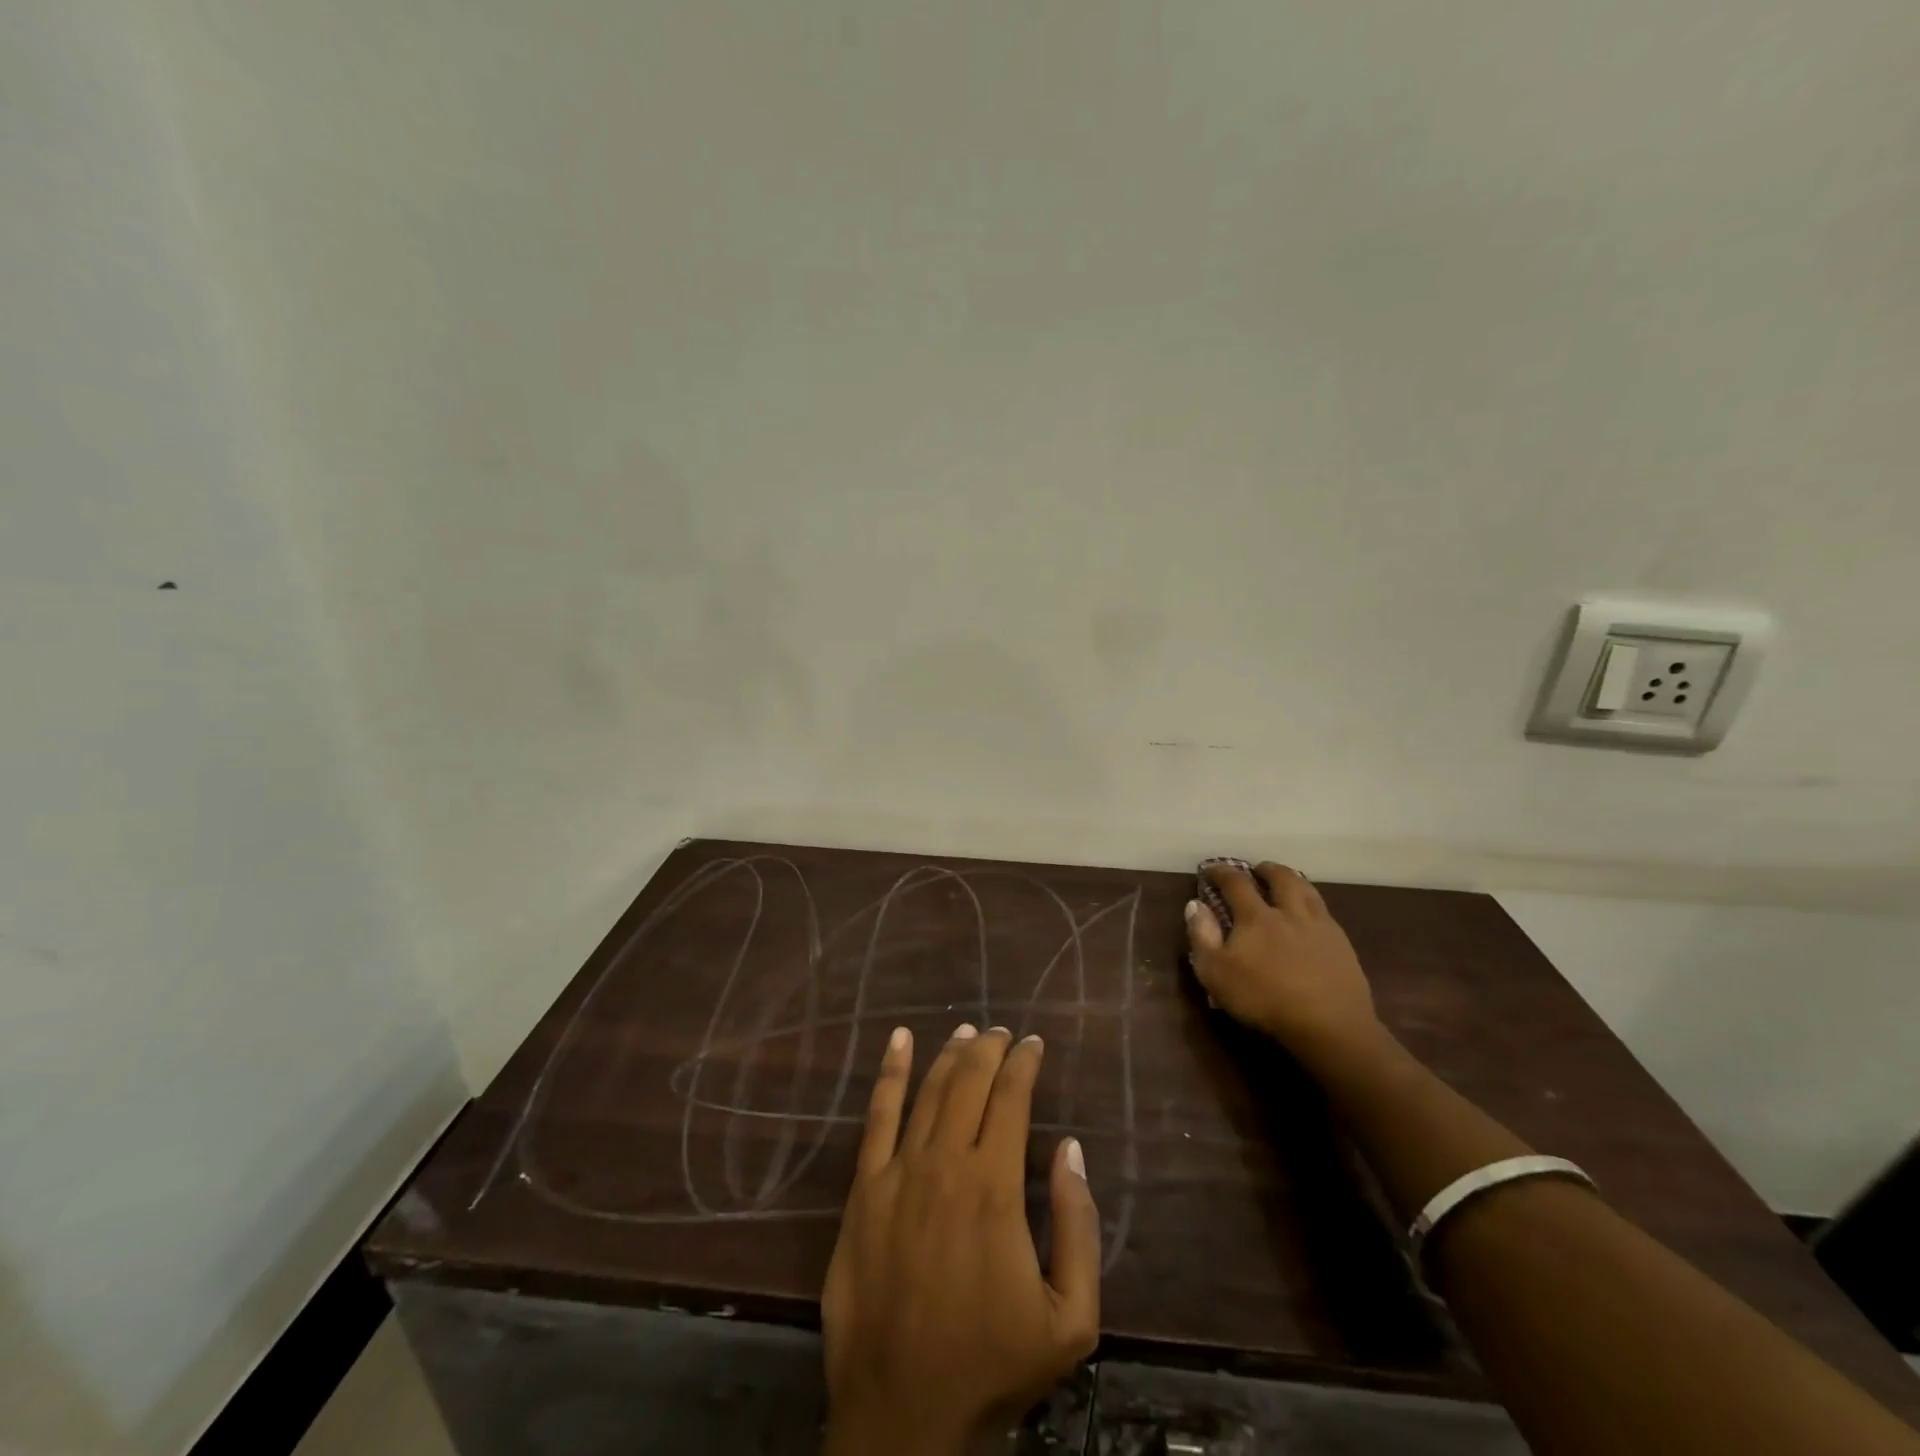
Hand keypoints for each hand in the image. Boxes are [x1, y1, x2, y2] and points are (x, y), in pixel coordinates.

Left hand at [822, 1025, 1100, 1455]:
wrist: (903, 1415)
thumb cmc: (992, 1366)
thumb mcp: (1070, 1318)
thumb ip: (1078, 1226)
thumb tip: (1070, 1147)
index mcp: (994, 1187)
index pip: (1011, 1098)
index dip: (1025, 1063)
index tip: (1035, 1044)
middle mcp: (945, 1163)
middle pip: (969, 1082)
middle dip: (990, 1048)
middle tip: (1005, 1032)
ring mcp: (898, 1172)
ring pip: (928, 1090)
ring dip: (950, 1054)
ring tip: (968, 1031)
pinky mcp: (863, 1189)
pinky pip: (876, 1116)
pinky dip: (890, 1072)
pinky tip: (900, 1040)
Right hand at [1184, 861, 1383, 1070]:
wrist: (1329, 1026)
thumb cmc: (1264, 998)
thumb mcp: (1215, 972)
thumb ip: (1202, 936)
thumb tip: (1195, 904)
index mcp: (1256, 917)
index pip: (1236, 883)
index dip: (1221, 872)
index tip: (1212, 869)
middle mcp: (1289, 913)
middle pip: (1281, 878)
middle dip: (1266, 870)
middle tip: (1258, 870)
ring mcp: (1320, 927)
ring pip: (1308, 891)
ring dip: (1294, 881)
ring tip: (1287, 883)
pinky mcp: (1343, 946)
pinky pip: (1326, 914)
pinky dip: (1314, 906)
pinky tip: (1312, 918)